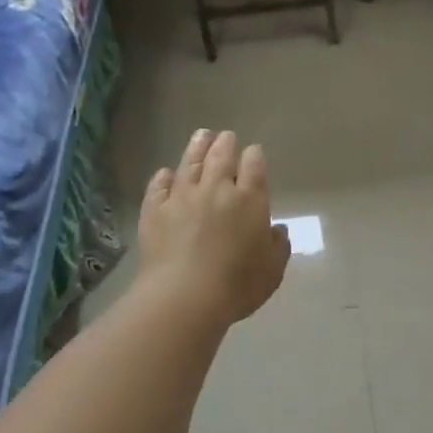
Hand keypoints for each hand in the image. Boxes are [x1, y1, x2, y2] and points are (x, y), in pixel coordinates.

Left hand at [139, 130, 290, 324]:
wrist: (184, 297)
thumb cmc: (238, 285)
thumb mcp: (273, 270)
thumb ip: (278, 246)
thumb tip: (277, 230)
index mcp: (250, 200)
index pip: (254, 165)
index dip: (254, 156)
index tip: (254, 152)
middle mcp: (216, 190)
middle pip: (221, 157)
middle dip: (226, 144)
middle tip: (226, 136)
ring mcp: (182, 197)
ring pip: (190, 163)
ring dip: (197, 147)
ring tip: (201, 135)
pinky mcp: (155, 211)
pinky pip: (159, 186)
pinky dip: (163, 177)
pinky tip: (165, 172)